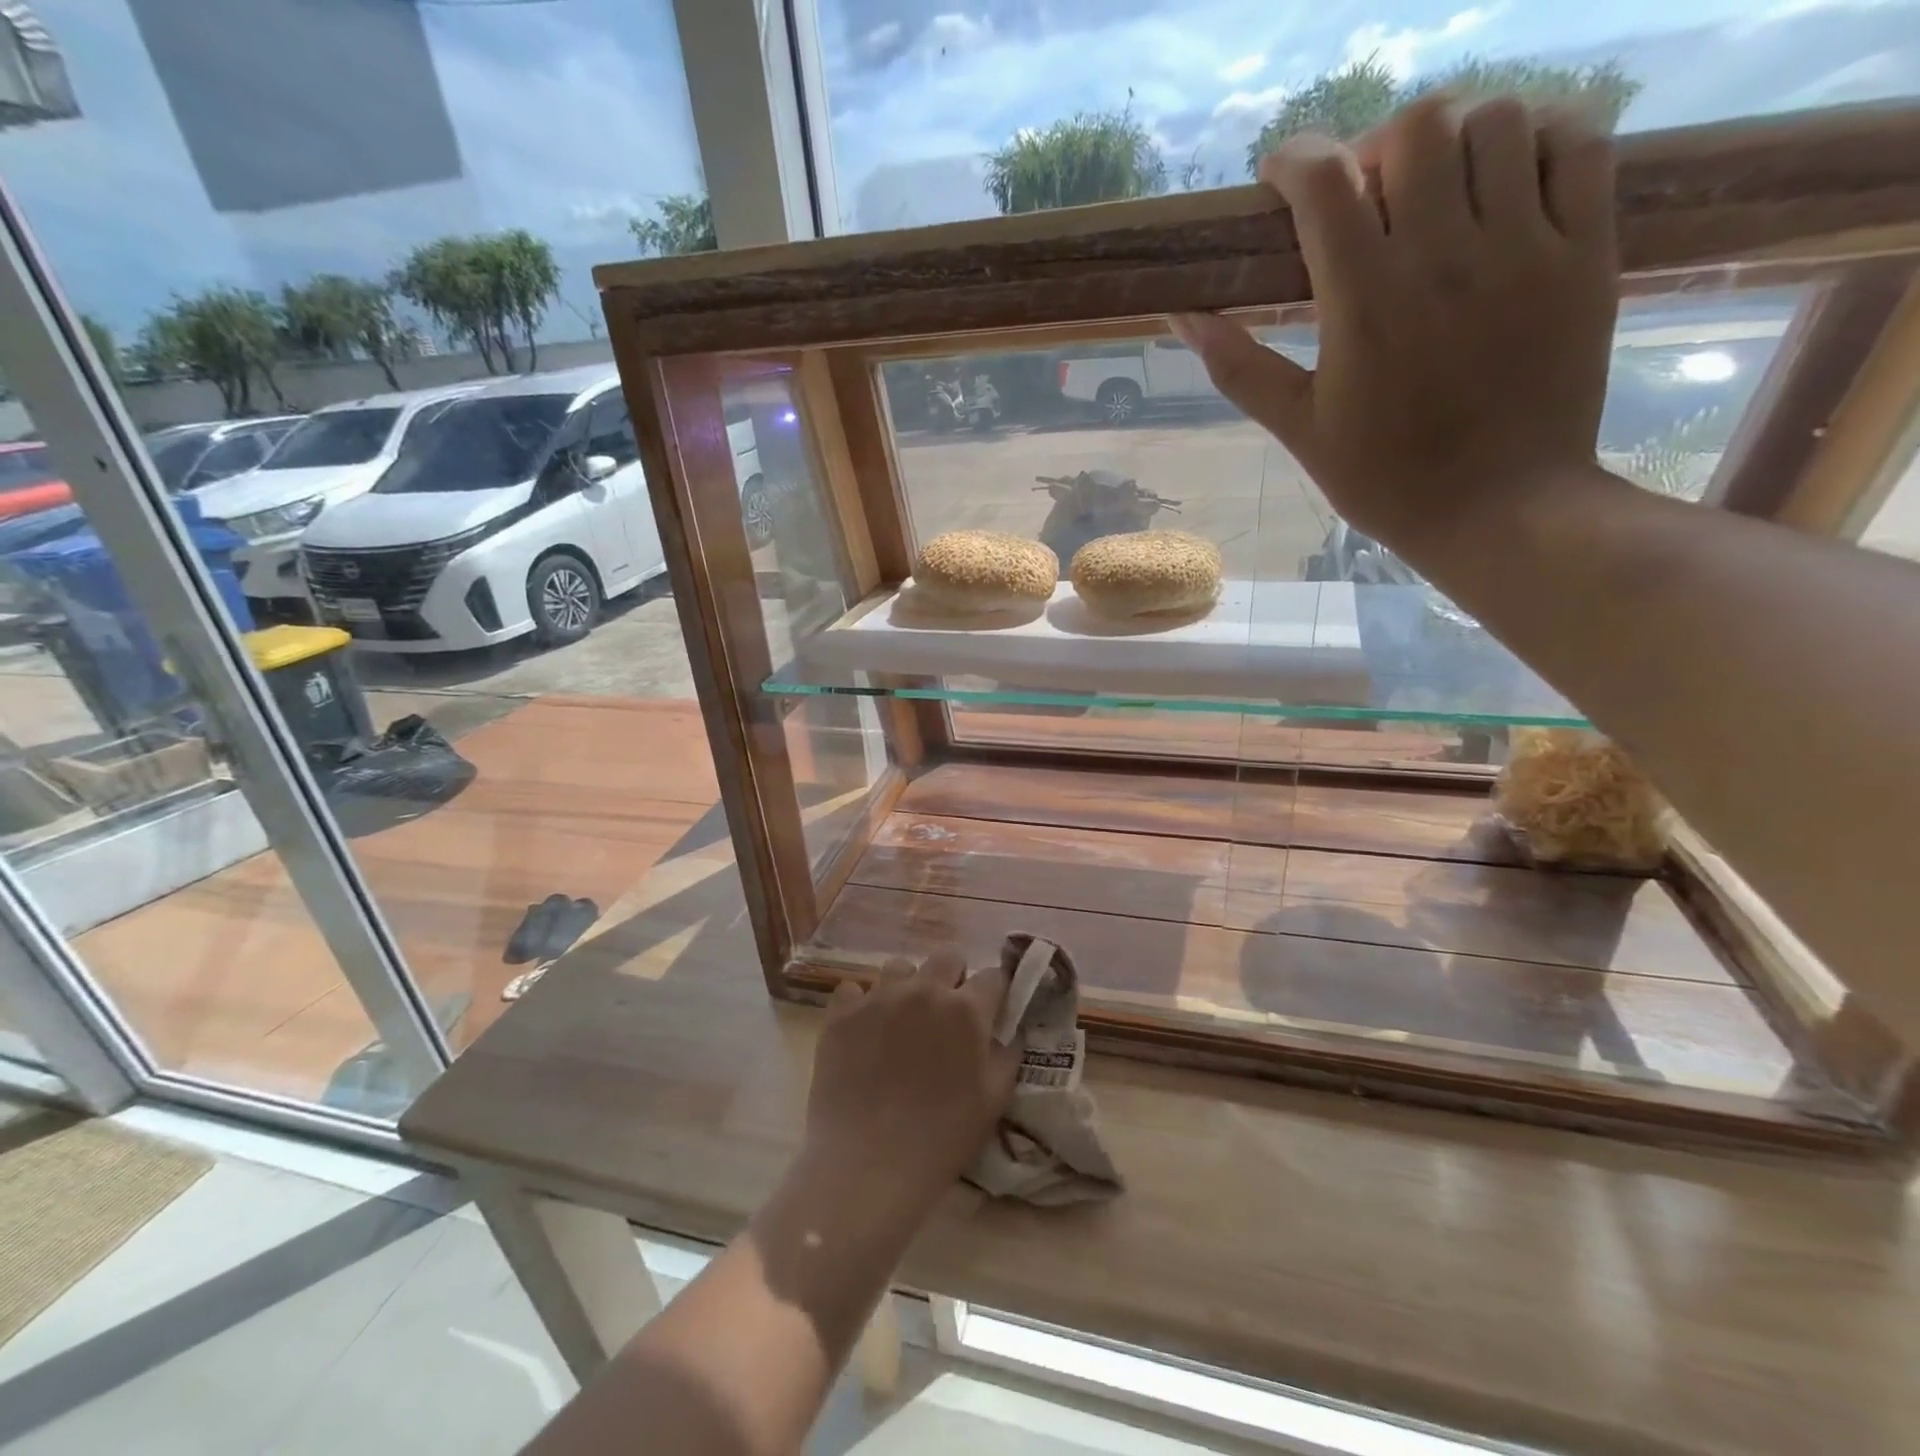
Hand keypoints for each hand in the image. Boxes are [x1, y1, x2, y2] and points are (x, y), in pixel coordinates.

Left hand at [803, 950, 1017, 1206]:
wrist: (868, 1164)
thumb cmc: (942, 1137)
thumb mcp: (995, 1099)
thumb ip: (1008, 1052)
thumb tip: (1008, 1027)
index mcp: (966, 1010)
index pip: (994, 976)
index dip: (995, 991)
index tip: (991, 1008)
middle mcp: (924, 990)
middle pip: (947, 956)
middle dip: (953, 976)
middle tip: (946, 1011)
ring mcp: (879, 997)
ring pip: (900, 967)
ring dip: (907, 986)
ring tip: (901, 1020)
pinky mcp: (842, 1013)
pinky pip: (854, 989)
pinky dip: (861, 1004)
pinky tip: (864, 1032)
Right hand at [1172, 94, 1619, 550]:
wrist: (1500, 510)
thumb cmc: (1386, 480)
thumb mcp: (1300, 430)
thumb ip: (1240, 368)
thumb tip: (1182, 317)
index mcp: (1364, 303)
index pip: (1324, 182)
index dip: (1294, 159)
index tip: (1281, 177)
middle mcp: (1443, 256)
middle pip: (1415, 128)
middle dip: (1376, 147)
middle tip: (1366, 195)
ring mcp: (1525, 246)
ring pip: (1498, 120)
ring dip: (1455, 138)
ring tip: (1437, 189)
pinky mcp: (1586, 251)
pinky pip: (1580, 142)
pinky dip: (1541, 137)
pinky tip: (1510, 178)